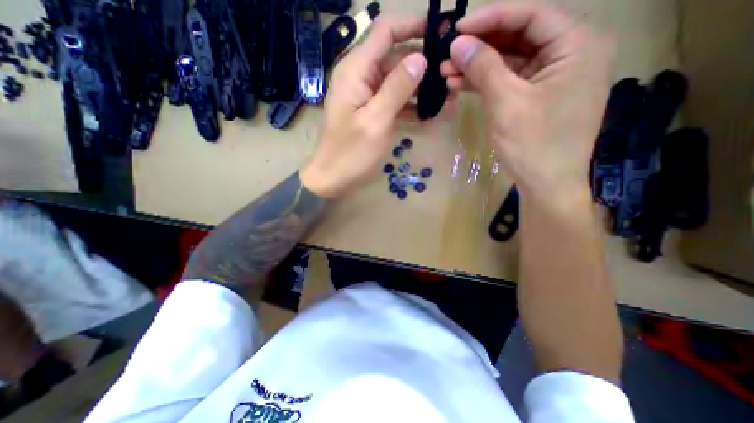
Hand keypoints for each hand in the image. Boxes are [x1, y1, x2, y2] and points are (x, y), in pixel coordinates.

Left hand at [302, 14, 428, 197]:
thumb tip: (420, 58)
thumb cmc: (351, 153)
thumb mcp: (376, 120)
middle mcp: (360, 76)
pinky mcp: (370, 111)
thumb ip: (397, 88)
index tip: (442, 33)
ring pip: (396, 81)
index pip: (386, 31)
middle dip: (422, 64)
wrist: (333, 178)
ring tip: (445, 98)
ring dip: (419, 88)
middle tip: (449, 76)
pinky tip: (427, 115)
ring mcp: (365, 95)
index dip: (413, 26)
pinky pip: (392, 100)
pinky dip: (409, 105)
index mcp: (356, 70)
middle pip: (395, 57)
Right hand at [444, 2, 611, 205]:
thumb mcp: (506, 103)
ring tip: (446, 71)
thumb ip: (484, 68)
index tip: (458, 29)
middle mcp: (570, 55)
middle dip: (480, 47)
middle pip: (518, 39)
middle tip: (448, 53)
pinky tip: (460, 84)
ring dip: (478, 67)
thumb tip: (458, 43)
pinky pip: (508, 82)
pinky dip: (485, 83)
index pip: (530, 16)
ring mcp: (551, 79)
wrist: (546, 185)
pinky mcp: (536, 98)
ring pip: (509, 63)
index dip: (491, 19)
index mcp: (577, 46)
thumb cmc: (533, 144)